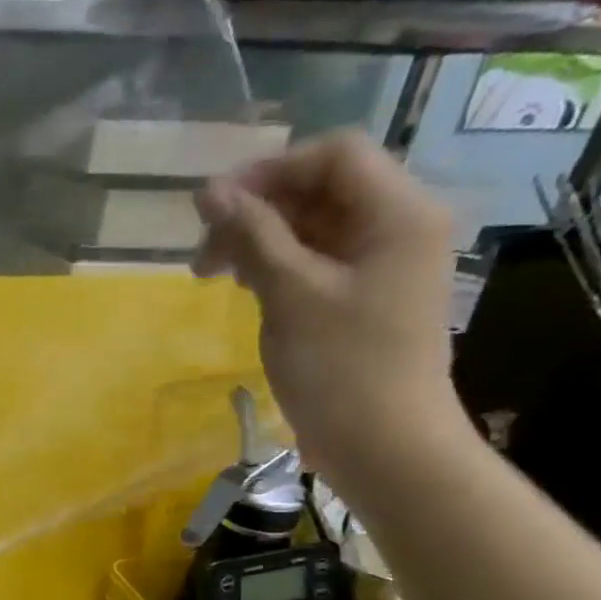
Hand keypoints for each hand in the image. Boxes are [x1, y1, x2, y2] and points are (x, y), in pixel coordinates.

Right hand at [192, 130, 472, 501]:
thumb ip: (252, 235)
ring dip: (258, 240)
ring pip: (312, 227)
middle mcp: (396, 227)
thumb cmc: (340, 365)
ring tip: (213, 274)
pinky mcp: (360, 296)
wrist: (383, 443)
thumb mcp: (289, 293)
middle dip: (257, 210)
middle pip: (321, 190)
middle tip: (203, 251)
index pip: (333, 156)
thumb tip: (209, 192)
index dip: (268, 170)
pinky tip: (243, 287)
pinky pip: (315, 260)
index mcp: (397, 213)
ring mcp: (379, 264)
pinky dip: (274, 266)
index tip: (211, 206)